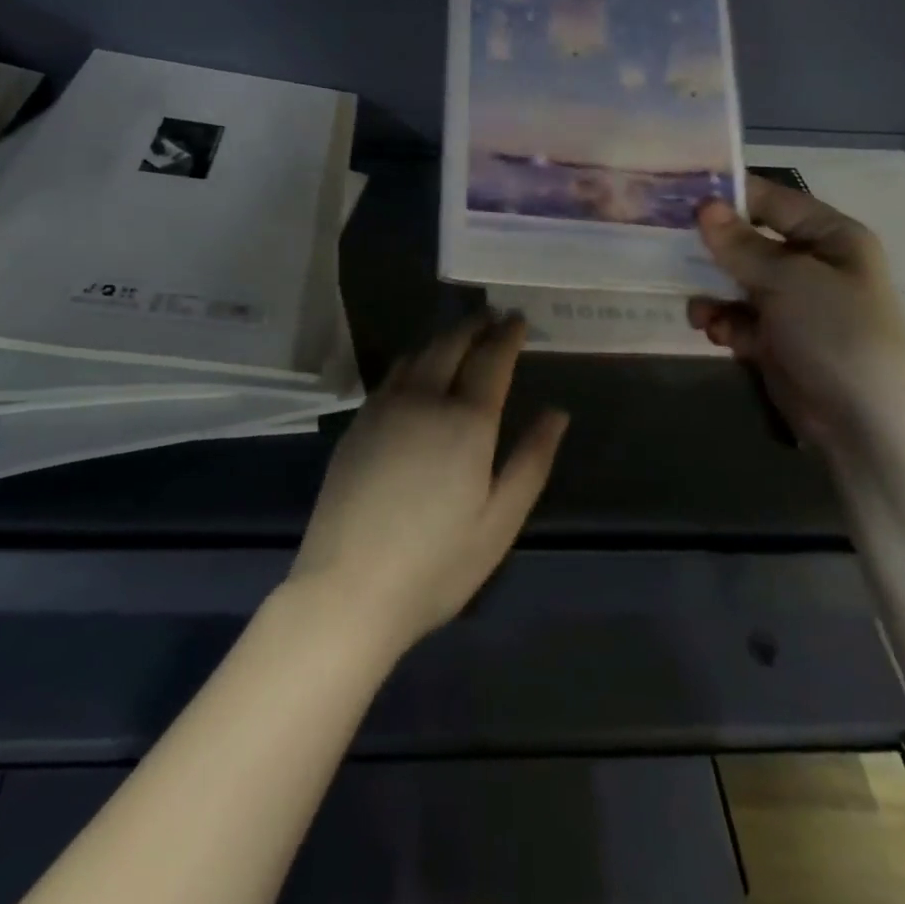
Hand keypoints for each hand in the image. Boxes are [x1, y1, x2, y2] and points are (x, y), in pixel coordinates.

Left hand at [289, 314, 568, 658]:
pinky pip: (391, 375)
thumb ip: (531, 460)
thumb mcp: (500, 521)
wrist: (348, 587)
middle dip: (474, 325)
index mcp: (465, 421)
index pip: (491, 360)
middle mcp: (422, 399)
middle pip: (450, 344)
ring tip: (460, 337)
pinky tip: (418, 371)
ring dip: (443, 338)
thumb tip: (556, 413)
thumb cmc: (437, 563)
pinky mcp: (357, 423)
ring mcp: (383, 408)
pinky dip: (414, 360)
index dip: (507, 335)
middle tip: (491, 316)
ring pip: (417, 354)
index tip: (518, 318)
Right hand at [687, 183, 904, 454]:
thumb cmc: (835, 332)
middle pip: (749, 241)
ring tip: (699, 310)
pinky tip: (716, 334)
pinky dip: (724, 322)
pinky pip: (737, 316)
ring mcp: (793, 303)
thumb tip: (704, 206)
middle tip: (666, 245)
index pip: (773, 200)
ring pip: (736, 281)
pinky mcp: (776, 337)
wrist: (862, 421)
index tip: (681, 194)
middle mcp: (811, 264)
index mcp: (829, 237)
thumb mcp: (788, 280)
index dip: (730, 195)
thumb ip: (741, 244)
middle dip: (712, 249)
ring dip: (713, 292)